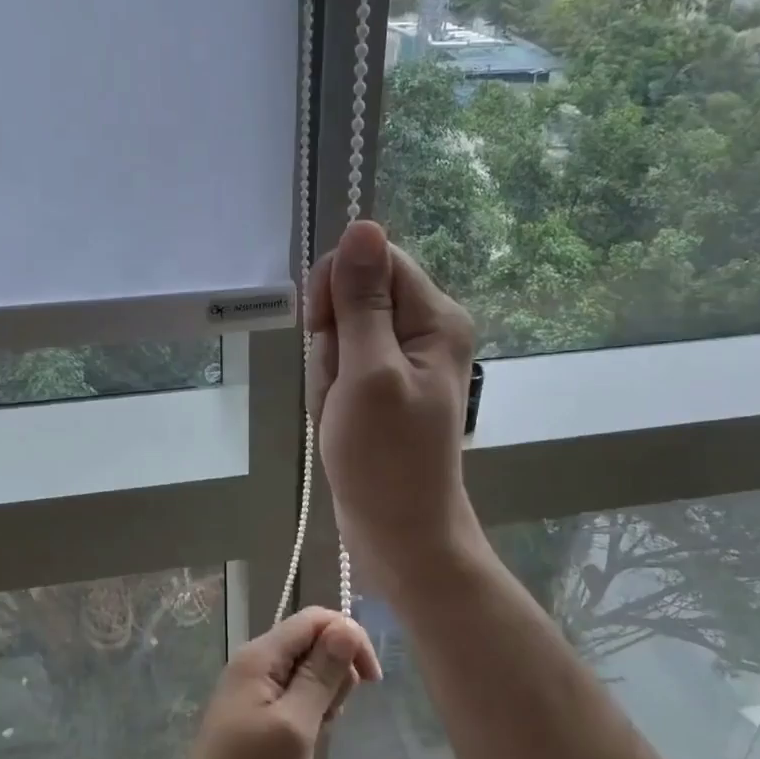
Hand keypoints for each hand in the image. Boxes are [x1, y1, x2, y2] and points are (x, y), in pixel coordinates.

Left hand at [159, 608, 380, 758]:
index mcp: (261, 654)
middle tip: (331, 716)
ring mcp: (253, 684)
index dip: (349, 637)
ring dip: (324, 693)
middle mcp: (256, 660)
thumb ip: (321, 675)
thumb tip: (346, 627)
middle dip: (336, 670)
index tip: (372, 680)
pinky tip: (306, 738)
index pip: (315, 619)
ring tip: (316, 732)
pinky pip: (294, 691)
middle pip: (312, 640)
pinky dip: (310, 708)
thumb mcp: (295, 726)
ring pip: (307, 668)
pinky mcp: (255, 708)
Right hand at [307, 220, 479, 583]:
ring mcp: (401, 359)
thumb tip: (363, 226)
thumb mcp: (369, 372)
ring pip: (340, 333)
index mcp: (435, 317)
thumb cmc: (385, 459)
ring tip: (342, 412)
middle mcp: (424, 329)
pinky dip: (330, 390)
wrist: (397, 533)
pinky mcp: (382, 384)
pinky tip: (339, 421)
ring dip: (328, 372)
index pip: (376, 260)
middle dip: (332, 340)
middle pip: (354, 296)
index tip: (324, 330)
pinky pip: (341, 364)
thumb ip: (363, 300)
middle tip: (342, 387)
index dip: (339, 288)